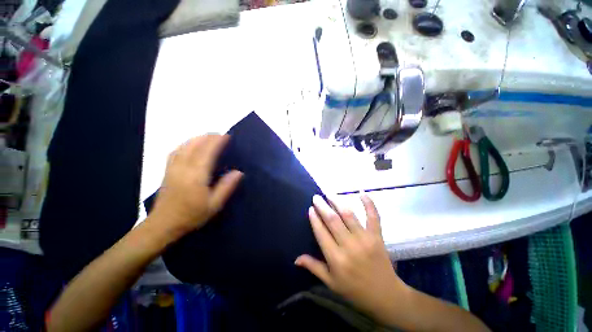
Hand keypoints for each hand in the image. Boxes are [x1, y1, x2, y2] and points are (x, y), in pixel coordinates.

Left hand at [148, 135, 242, 239]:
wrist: (164, 224)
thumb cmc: (192, 215)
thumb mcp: (214, 204)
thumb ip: (226, 187)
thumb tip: (238, 172)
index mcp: (196, 175)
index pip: (207, 152)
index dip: (217, 141)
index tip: (226, 136)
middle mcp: (183, 167)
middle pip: (195, 145)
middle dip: (208, 137)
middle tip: (220, 135)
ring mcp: (173, 168)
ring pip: (184, 146)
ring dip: (197, 138)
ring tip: (207, 137)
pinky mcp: (167, 170)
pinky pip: (175, 151)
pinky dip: (184, 144)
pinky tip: (189, 145)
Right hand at [295, 195, 408, 324]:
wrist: (385, 296)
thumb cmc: (354, 290)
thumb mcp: (331, 282)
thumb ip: (313, 267)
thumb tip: (295, 259)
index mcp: (336, 258)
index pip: (321, 233)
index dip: (314, 219)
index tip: (310, 208)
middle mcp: (349, 246)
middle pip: (332, 220)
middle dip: (322, 206)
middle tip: (316, 197)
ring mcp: (364, 239)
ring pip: (348, 215)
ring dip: (337, 202)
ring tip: (329, 194)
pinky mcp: (377, 236)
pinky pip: (373, 217)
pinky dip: (369, 204)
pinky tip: (362, 193)